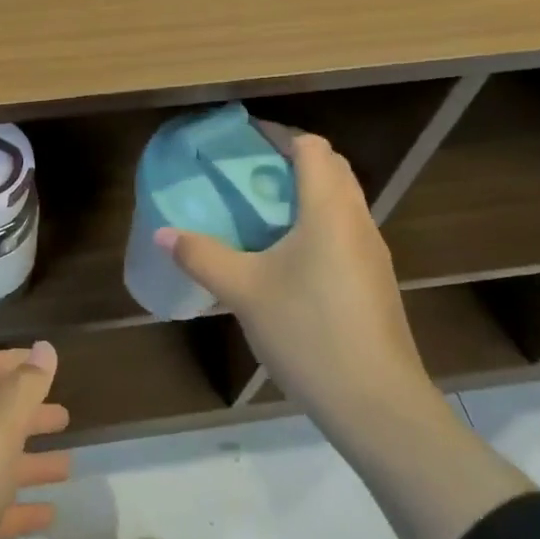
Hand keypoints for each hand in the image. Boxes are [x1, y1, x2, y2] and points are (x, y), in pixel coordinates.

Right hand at [156, 131, 433, 430]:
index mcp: (329, 210)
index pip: (312, 147)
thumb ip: (202, 256)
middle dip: (292, 158)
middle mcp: (357, 221)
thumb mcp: (244, 291)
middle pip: (331, 168)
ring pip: (342, 200)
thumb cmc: (309, 332)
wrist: (377, 404)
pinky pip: (345, 229)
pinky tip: (287, 254)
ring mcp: (372, 253)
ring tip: (262, 207)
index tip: (244, 138)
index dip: (279, 134)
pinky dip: (318, 221)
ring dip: (307, 191)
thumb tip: (162, 232)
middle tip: (248, 171)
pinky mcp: (375, 282)